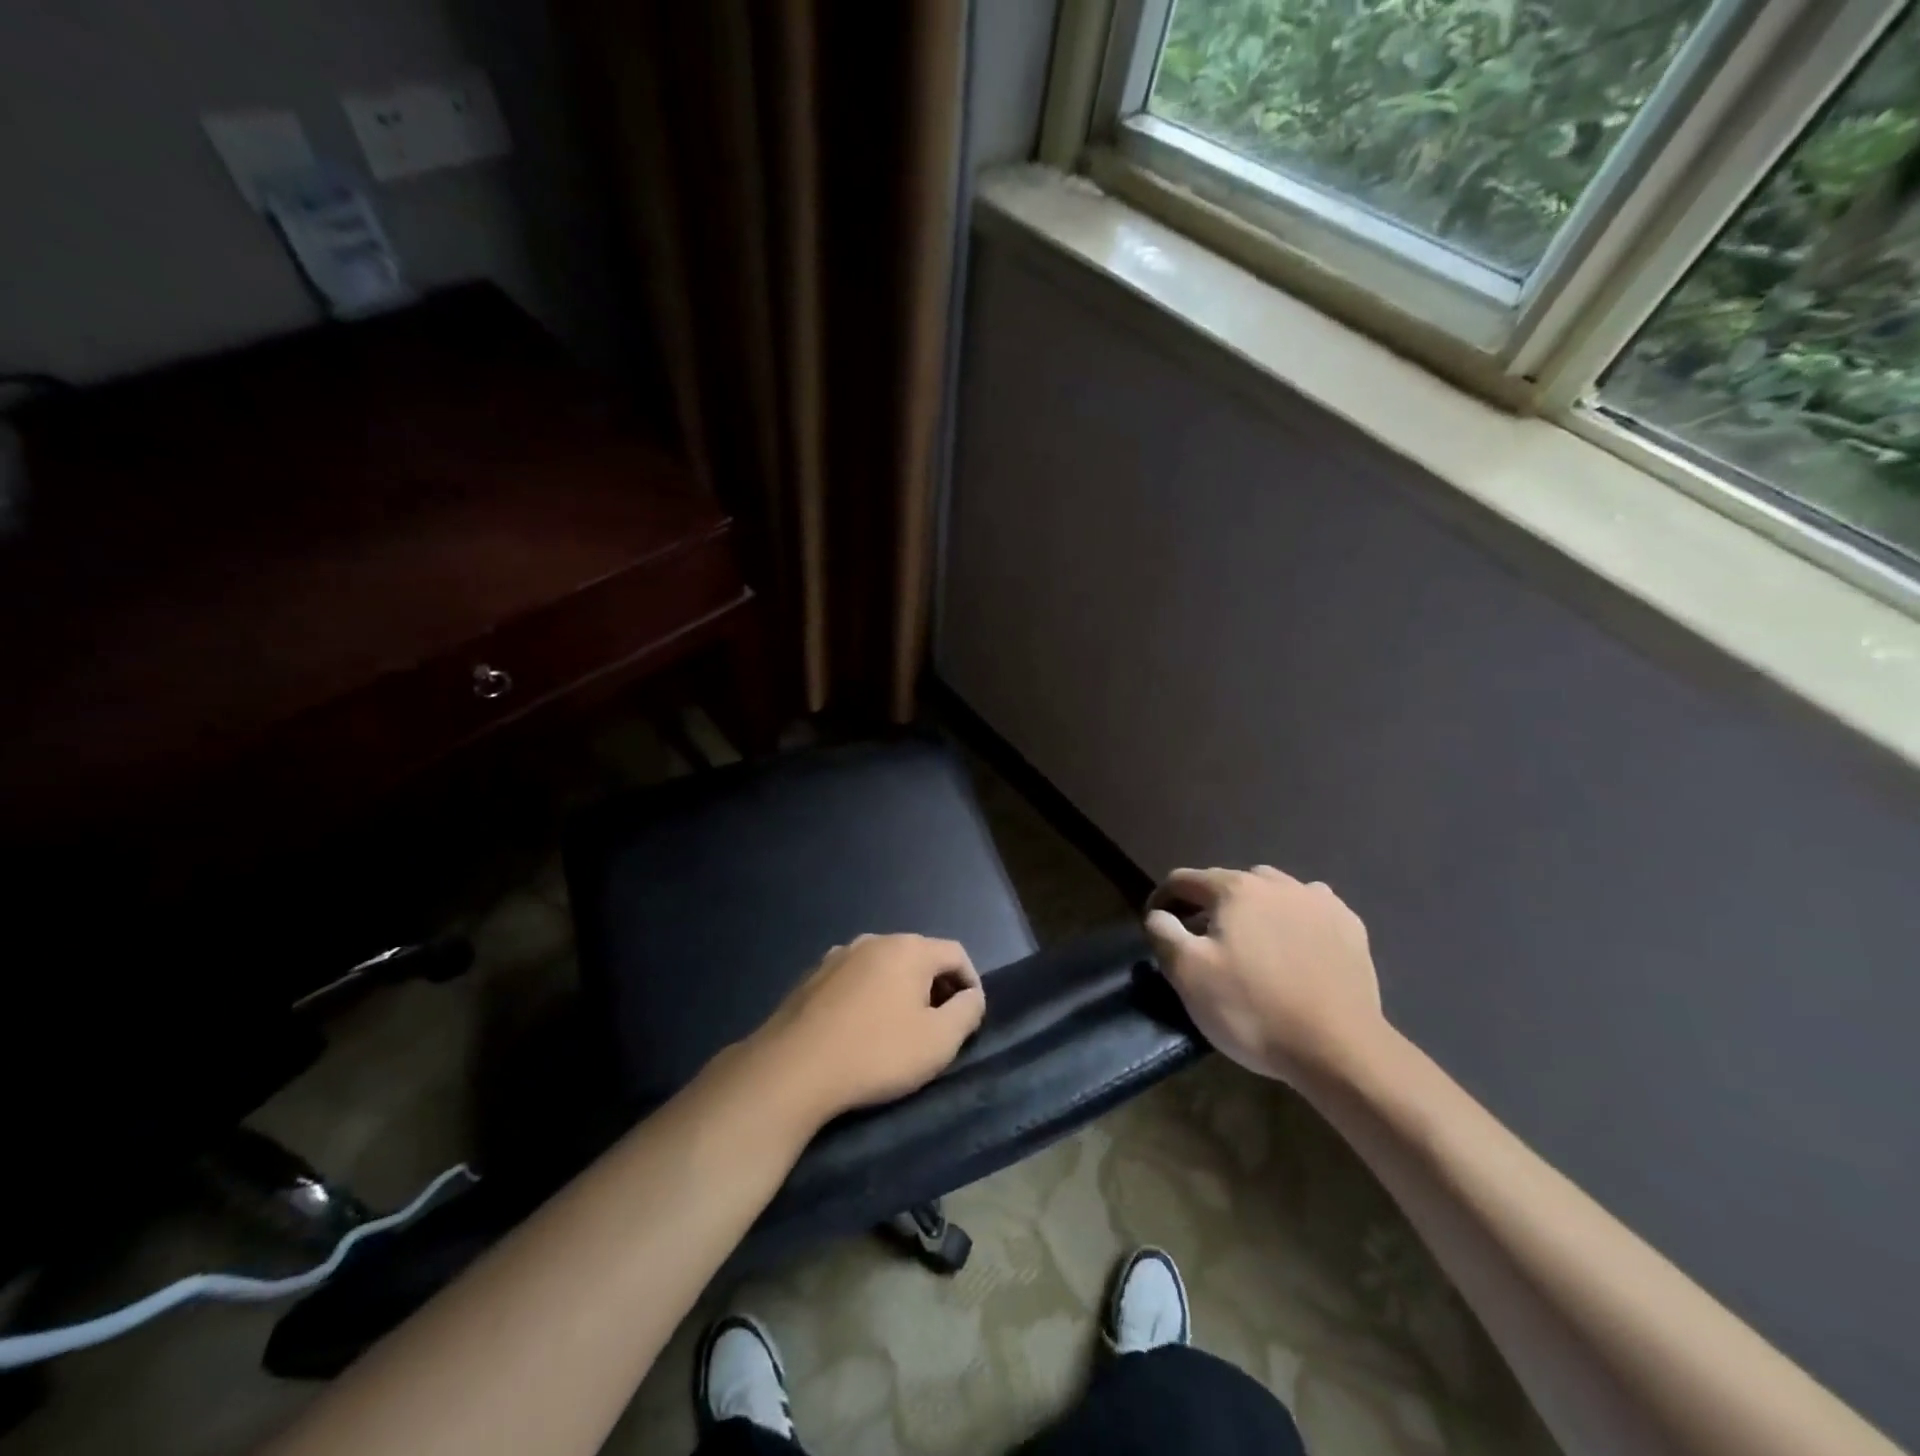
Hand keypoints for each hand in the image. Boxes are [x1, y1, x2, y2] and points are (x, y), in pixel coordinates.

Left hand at [751, 934, 985, 1121]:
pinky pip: (855, 979)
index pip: (956, 953)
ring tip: (899, 1028)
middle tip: (937, 1026)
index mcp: (908, 948)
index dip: (971, 982)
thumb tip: (972, 996)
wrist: (792, 1069)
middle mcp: (874, 940)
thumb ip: (967, 1012)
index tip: (969, 1017)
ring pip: (884, 966)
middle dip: (935, 986)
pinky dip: (868, 995)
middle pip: (919, 956)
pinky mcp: (812, 977)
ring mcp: (838, 955)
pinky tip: (860, 1028)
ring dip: (900, 990)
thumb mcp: (938, 1042)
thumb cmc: (876, 1053)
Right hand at [1144, 866, 1382, 1081]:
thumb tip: (1159, 915)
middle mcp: (1277, 883)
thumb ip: (1164, 933)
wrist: (1338, 1049)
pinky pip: (1311, 908)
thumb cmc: (1253, 1009)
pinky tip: (1296, 946)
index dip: (1163, 898)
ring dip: (1254, 907)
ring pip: (1273, 890)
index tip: (1156, 923)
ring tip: (1252, 941)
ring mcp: (1319, 901)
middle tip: (1204, 939)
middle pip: (1229, 882)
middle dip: (1210, 904)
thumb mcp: (1188, 974)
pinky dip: (1295, 919)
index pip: (1184, 880)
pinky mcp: (1349, 926)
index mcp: (1235, 889)